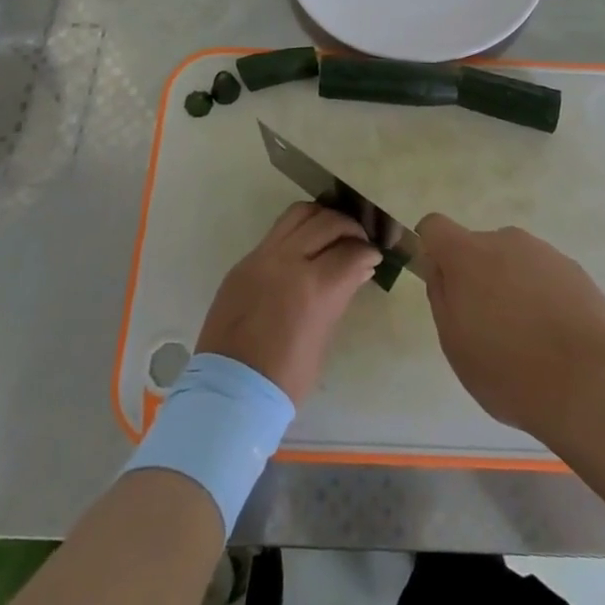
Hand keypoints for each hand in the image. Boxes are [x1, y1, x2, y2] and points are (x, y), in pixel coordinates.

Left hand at [197, 202, 378, 402]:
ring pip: (298, 214)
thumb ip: (340, 296)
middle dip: (350, 228)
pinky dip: (297, 231)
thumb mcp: (323, 336)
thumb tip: (359, 269)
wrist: (230, 390)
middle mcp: (287, 261)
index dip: (368, 251)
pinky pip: (276, 232)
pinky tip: (305, 247)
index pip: (351, 251)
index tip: (374, 256)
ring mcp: (261, 257)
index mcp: (313, 287)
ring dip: (322, 218)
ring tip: (332, 233)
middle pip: (327, 222)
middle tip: (359, 241)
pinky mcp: (244, 261)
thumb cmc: (285, 376)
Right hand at [415, 213, 604, 435]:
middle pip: (479, 248)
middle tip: (487, 326)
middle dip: (477, 277)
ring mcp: (546, 253)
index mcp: (469, 254)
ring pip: (515, 262)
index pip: (434, 226)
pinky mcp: (577, 271)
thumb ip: (441, 296)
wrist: (588, 384)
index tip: (442, 282)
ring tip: (527, 339)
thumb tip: (441, 269)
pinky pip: (546, 277)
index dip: (431, 249)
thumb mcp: (454, 342)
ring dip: (512, 287)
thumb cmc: (507, 369)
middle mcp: (507, 241)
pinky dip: (543, 298)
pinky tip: (555, 339)